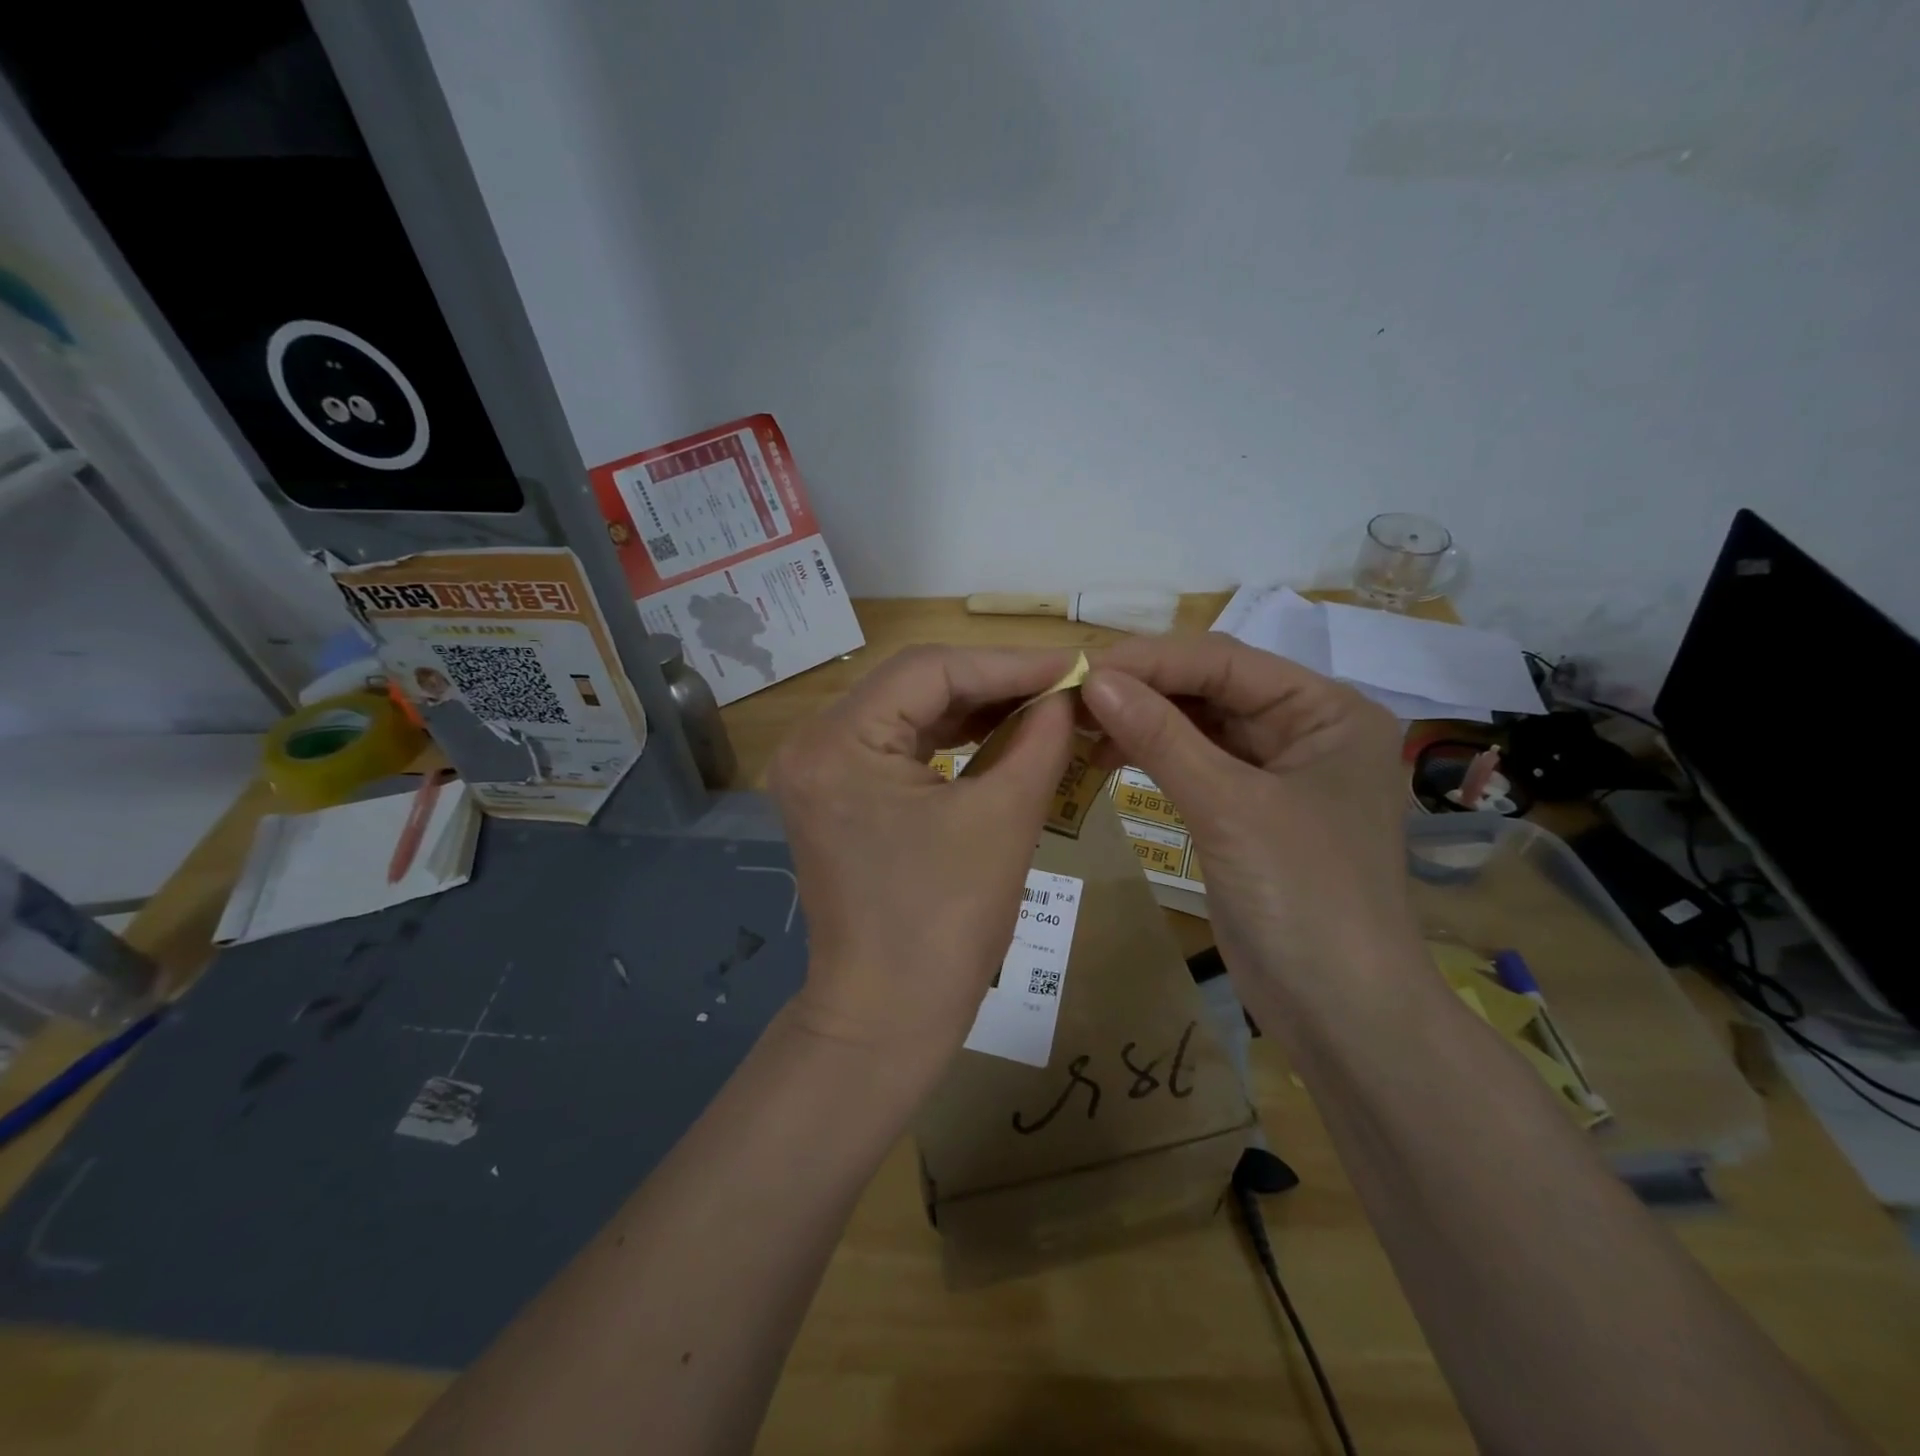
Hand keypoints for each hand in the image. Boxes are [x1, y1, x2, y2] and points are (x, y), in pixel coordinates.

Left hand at [768, 646, 1076, 1058]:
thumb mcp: (1003, 819)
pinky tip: (999, 734)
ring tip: (1042, 705)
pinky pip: (899, 748)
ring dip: (975, 708)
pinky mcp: (838, 797)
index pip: (929, 670)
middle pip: (914, 685)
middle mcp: (814, 744)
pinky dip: (950, 740)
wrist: (888, 1019)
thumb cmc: (945, 924)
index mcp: (837, 742)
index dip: (1008, 663)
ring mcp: (821, 772)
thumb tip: (1067, 694)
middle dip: (993, 682)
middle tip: (1062, 683)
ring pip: (908, 714)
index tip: (1073, 663)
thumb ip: (1040, 740)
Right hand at [1082, 632, 1417, 995]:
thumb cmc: (1303, 898)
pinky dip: (1152, 758)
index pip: (1225, 663)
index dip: (1151, 661)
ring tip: (1079, 725)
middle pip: (1211, 689)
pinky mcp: (1248, 810)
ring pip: (1198, 727)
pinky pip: (1194, 765)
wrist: (1341, 1015)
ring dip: (1141, 722)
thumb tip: (1093, 678)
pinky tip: (1106, 758)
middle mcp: (1306, 730)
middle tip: (1070, 695)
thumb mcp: (1228, 807)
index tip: (1081, 667)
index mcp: (1327, 711)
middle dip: (1143, 690)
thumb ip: (1161, 737)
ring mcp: (1277, 772)